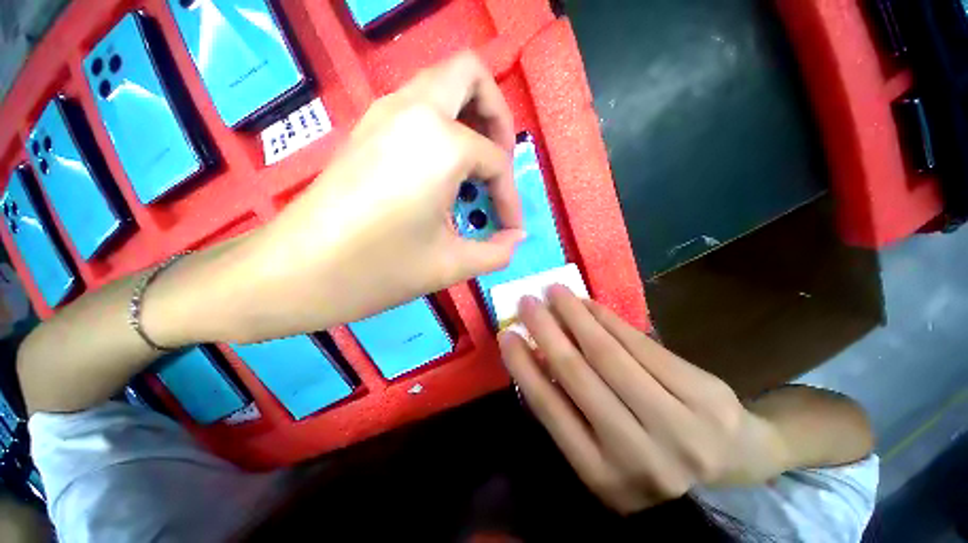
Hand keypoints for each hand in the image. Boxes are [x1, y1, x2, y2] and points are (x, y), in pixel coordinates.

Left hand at [211, 51, 524, 342]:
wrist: (294, 272)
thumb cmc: (377, 270)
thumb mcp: (450, 265)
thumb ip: (495, 251)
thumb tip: (515, 239)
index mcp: (440, 143)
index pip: (496, 162)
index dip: (510, 199)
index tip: (509, 229)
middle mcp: (413, 111)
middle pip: (470, 76)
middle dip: (497, 116)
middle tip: (499, 163)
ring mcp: (383, 114)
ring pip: (441, 86)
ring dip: (469, 119)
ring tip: (474, 170)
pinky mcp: (366, 129)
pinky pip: (418, 108)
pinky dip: (443, 129)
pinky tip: (442, 175)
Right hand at [499, 286, 787, 513]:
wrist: (735, 463)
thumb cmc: (654, 457)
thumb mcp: (605, 450)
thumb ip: (570, 408)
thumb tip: (537, 354)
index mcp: (603, 475)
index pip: (550, 410)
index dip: (524, 367)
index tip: (506, 335)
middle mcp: (637, 455)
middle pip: (578, 374)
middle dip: (546, 330)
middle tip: (526, 301)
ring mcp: (677, 425)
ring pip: (610, 354)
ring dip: (575, 315)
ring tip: (555, 291)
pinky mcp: (702, 394)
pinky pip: (642, 345)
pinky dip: (609, 319)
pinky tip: (589, 303)